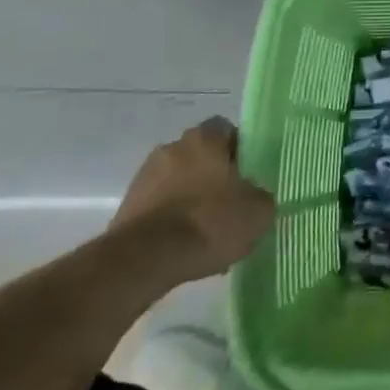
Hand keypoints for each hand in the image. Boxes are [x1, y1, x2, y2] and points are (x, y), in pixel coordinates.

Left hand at [112, 115, 273, 279]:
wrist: (146, 259)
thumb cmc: (209, 221)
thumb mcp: (258, 211)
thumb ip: (261, 196)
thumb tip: (255, 196)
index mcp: (204, 138)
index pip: (226, 130)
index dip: (240, 150)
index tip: (249, 175)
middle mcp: (172, 147)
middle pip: (200, 156)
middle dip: (213, 176)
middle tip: (230, 204)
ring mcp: (145, 176)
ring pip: (178, 181)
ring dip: (190, 198)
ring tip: (206, 232)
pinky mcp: (127, 206)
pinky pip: (159, 206)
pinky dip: (171, 220)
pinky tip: (185, 246)